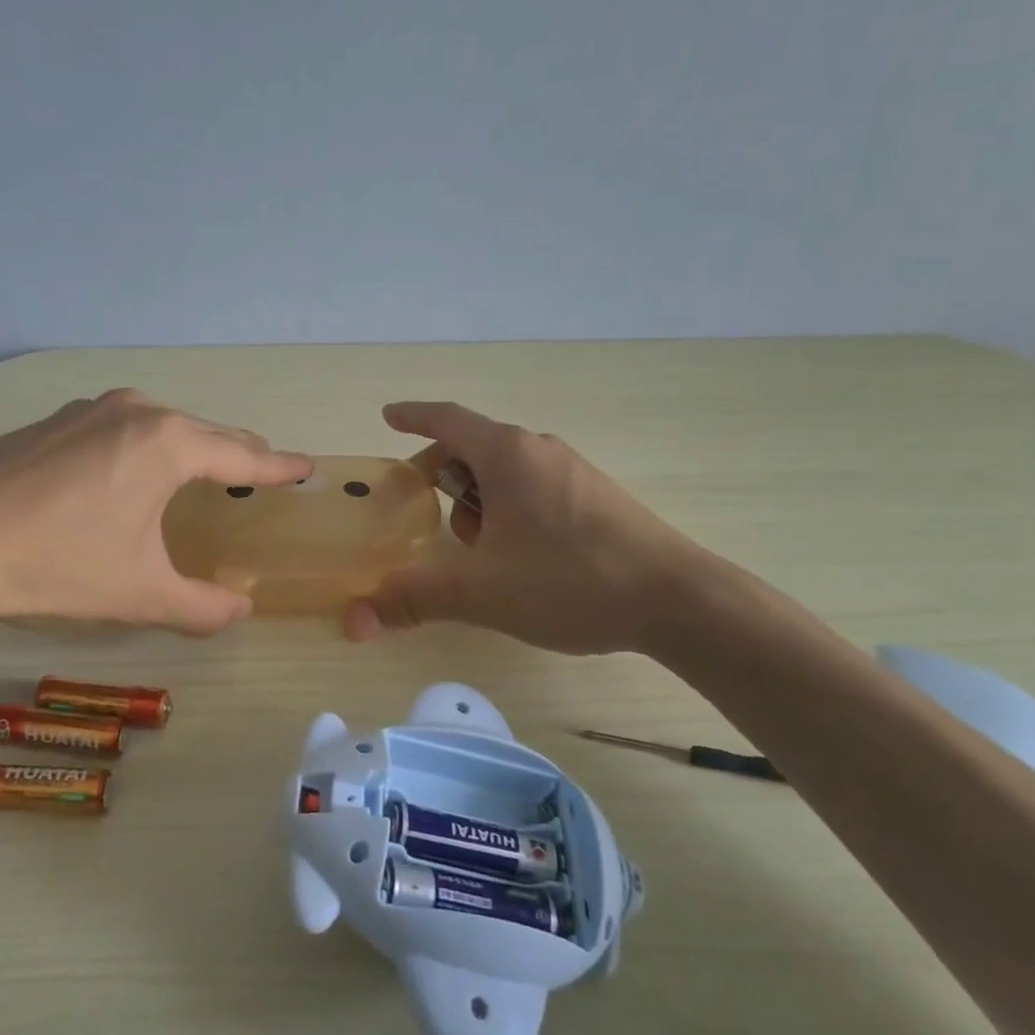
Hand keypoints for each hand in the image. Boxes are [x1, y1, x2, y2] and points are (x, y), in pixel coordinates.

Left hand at [0, 390, 311, 642]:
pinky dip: (147, 447)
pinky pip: (122, 429)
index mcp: (168, 445)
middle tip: (264, 472)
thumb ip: (200, 607)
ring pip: (163, 426)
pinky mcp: (53, 422)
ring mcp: (89, 411)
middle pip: (206, 433)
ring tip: (206, 470)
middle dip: (239, 454)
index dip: (279, 467)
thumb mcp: (138, 593)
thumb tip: (240, 612)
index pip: (243, 456)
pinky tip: (133, 471)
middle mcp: (135, 413)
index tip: (307, 467)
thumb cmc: (55, 564)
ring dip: (192, 447)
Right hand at [345, 401, 701, 654]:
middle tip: (422, 511)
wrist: (678, 600)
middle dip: (441, 475)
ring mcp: (572, 471)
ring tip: (476, 548)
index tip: (388, 417)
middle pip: (473, 447)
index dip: (412, 417)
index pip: (447, 420)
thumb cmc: (570, 580)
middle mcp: (539, 449)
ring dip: (477, 498)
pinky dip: (508, 507)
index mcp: (507, 454)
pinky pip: (534, 486)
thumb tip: (356, 617)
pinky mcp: (595, 496)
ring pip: (505, 470)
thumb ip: (416, 599)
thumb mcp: (482, 592)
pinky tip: (517, 555)